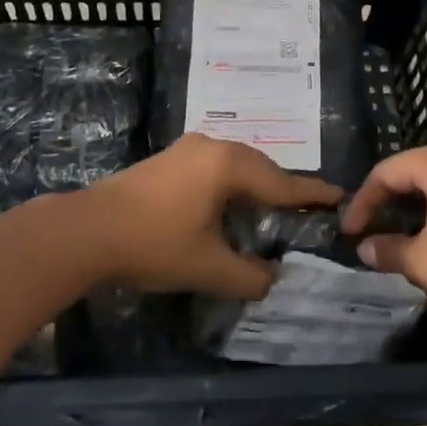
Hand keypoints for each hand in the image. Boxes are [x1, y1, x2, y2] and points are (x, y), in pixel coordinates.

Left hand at [76, 134, 341, 300]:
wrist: (87, 230)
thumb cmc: (154, 244)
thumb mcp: (208, 267)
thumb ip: (248, 276)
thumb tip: (271, 279)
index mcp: (228, 165)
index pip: (281, 182)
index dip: (311, 193)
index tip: (338, 195)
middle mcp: (211, 146)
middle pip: (260, 166)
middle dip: (282, 186)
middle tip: (306, 205)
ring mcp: (186, 148)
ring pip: (235, 163)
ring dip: (254, 184)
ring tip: (272, 205)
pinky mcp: (168, 159)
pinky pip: (214, 166)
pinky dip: (231, 183)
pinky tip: (229, 202)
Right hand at [341, 143, 426, 328]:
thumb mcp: (420, 261)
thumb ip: (387, 249)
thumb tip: (365, 248)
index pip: (387, 171)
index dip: (363, 201)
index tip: (349, 230)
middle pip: (416, 171)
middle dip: (391, 200)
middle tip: (374, 227)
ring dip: (419, 208)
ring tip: (403, 235)